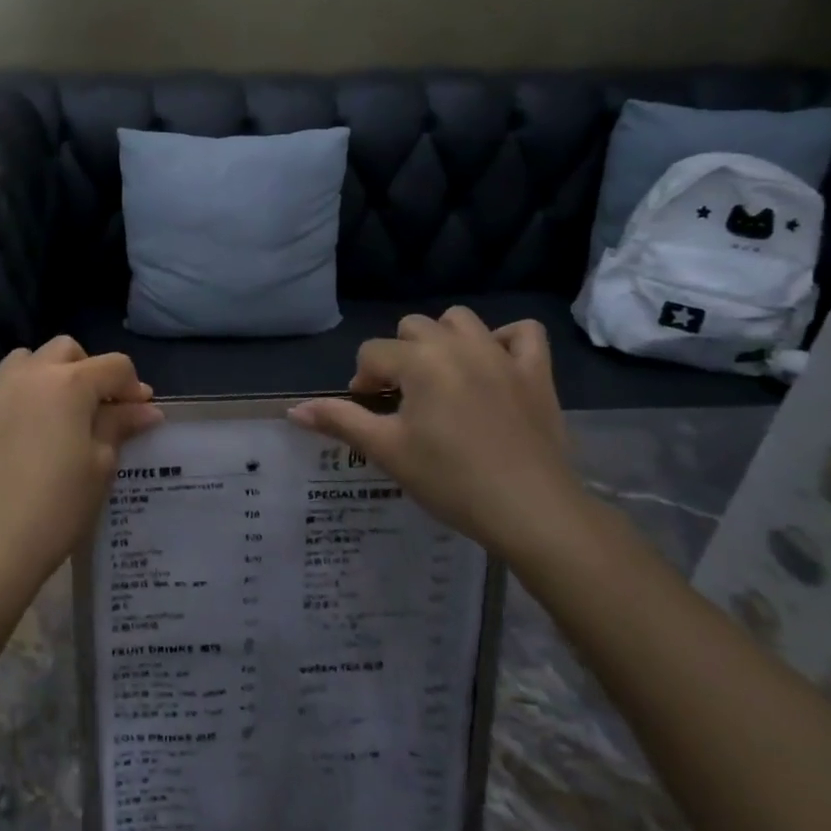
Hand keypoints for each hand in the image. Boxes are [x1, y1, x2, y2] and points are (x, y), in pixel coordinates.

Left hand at [0, 337, 162, 600]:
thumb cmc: (57, 508)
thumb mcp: (100, 466)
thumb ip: (120, 426)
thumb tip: (145, 408)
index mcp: (70, 383)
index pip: (114, 366)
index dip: (132, 386)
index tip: (138, 414)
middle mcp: (28, 374)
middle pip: (65, 349)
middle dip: (86, 370)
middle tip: (94, 410)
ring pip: (19, 359)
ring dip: (38, 375)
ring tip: (44, 411)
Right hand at [289, 310, 584, 562]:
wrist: (530, 510)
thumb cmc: (450, 480)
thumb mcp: (387, 451)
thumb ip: (340, 421)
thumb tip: (293, 410)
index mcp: (419, 361)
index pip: (373, 353)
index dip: (363, 382)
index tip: (371, 416)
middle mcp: (458, 345)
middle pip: (412, 328)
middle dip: (399, 357)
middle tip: (403, 401)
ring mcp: (501, 355)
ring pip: (460, 320)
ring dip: (443, 339)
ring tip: (442, 377)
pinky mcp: (536, 372)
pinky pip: (523, 333)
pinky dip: (505, 340)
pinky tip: (493, 364)